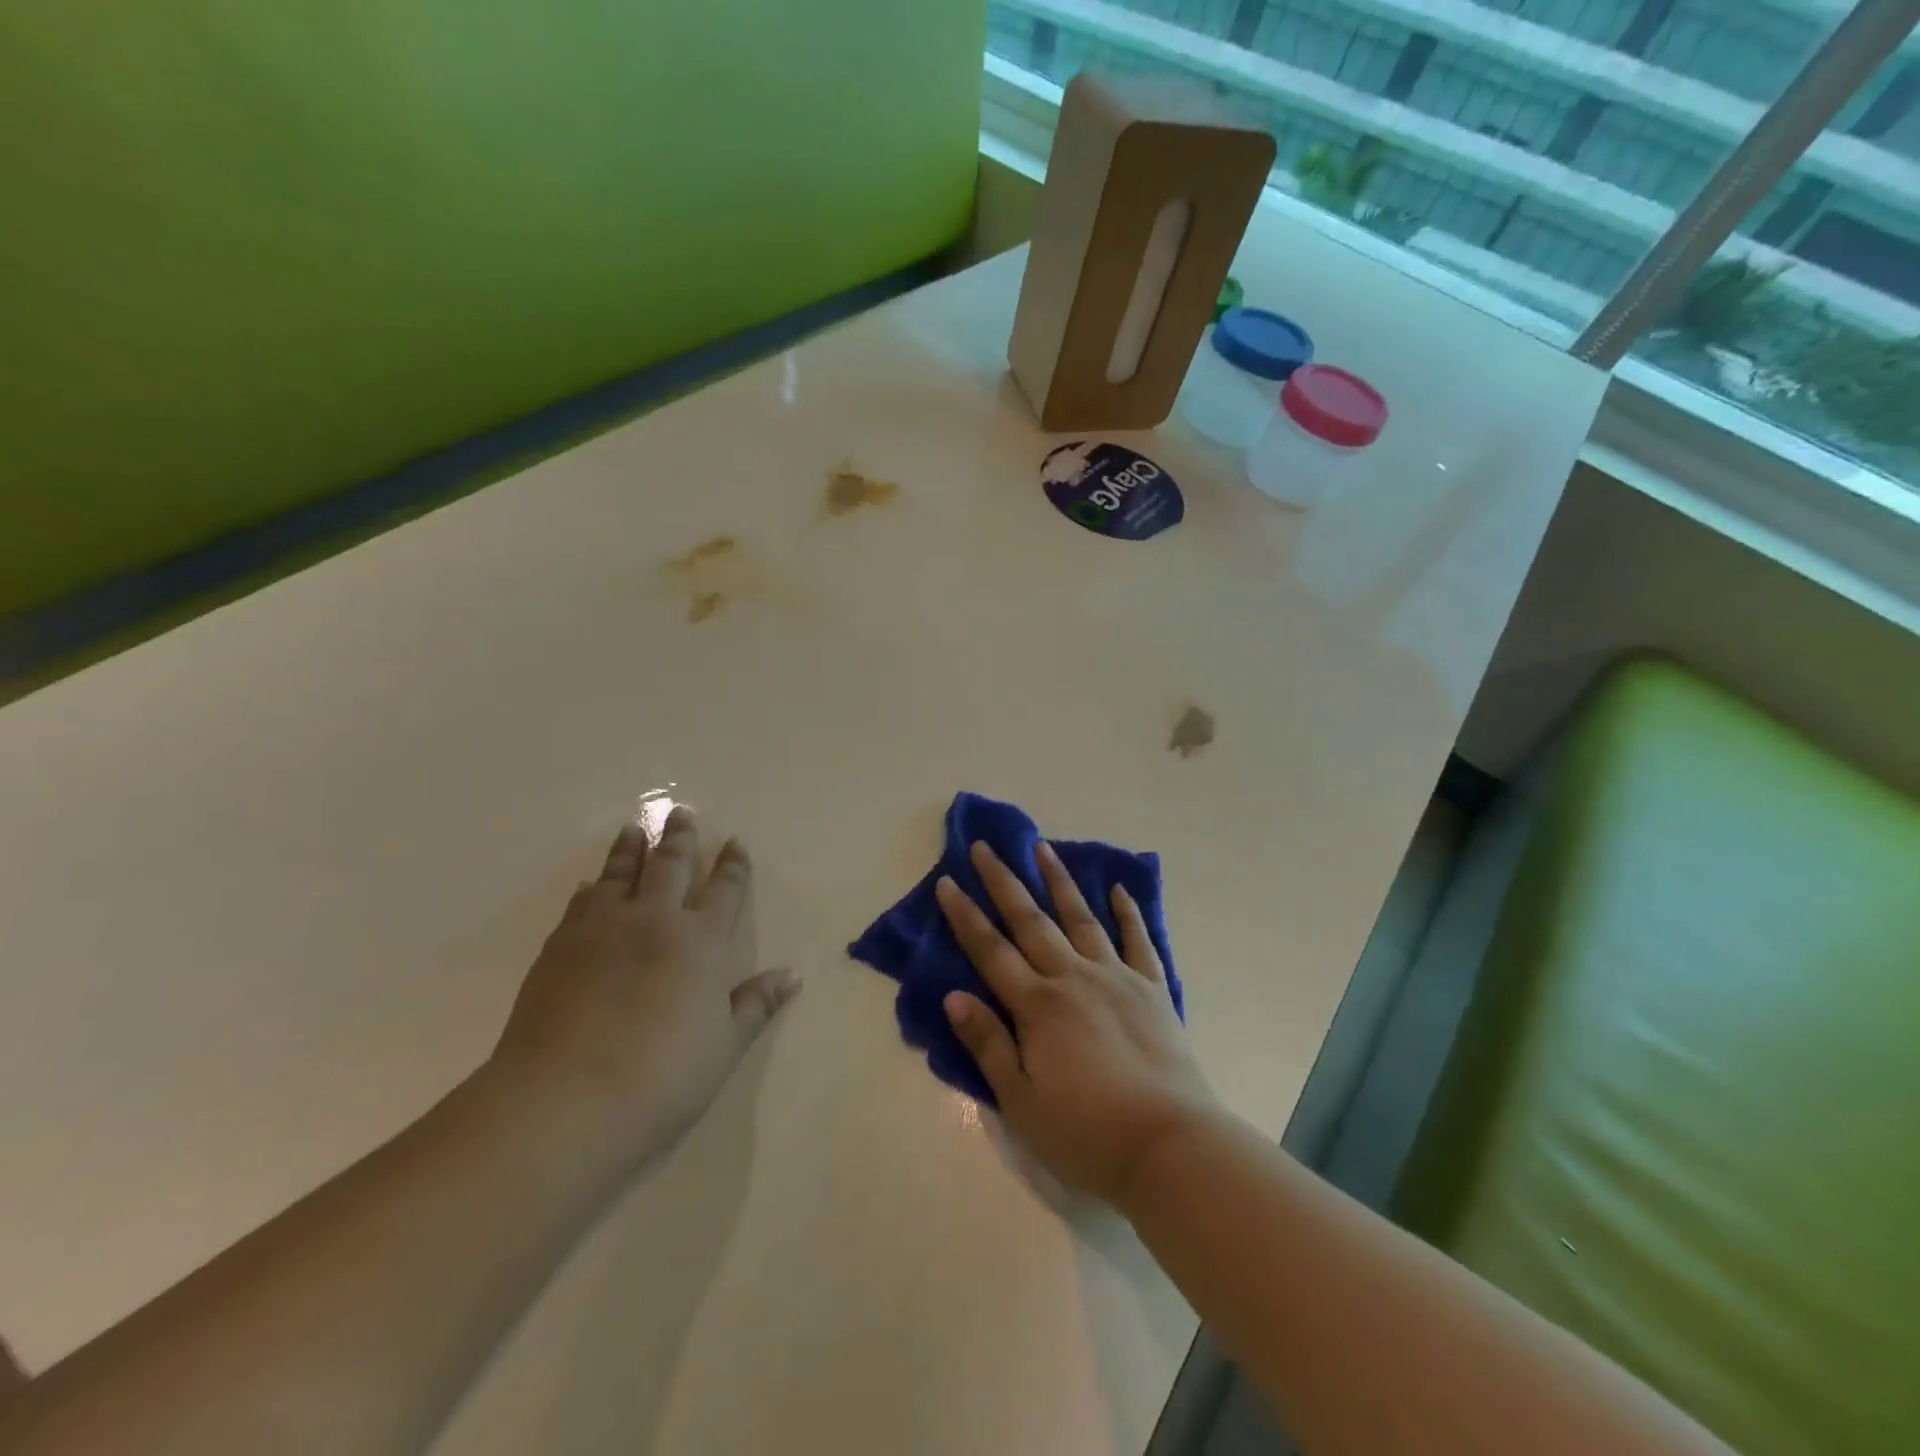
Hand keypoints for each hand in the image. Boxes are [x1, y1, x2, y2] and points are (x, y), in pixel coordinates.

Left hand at [491, 807, 798, 1168]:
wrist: (567, 1098)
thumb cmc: (662, 1076)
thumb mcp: (724, 1045)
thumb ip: (755, 1005)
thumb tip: (791, 976)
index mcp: (702, 942)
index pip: (724, 891)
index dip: (732, 865)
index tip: (734, 842)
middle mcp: (656, 921)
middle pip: (671, 865)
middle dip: (679, 838)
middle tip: (680, 813)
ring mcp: (603, 929)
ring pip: (620, 873)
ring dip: (630, 849)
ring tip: (633, 830)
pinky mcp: (561, 946)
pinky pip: (581, 903)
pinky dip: (591, 888)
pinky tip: (589, 886)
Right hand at [936, 841, 1216, 1205]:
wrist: (1170, 1146)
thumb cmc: (1087, 1134)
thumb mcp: (1021, 1102)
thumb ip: (989, 1044)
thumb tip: (954, 996)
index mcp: (1037, 1006)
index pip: (991, 951)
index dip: (965, 916)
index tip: (948, 882)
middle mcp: (1073, 977)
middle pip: (1030, 921)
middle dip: (1003, 882)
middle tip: (984, 847)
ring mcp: (1116, 977)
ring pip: (1080, 917)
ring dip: (1058, 881)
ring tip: (1042, 848)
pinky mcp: (1151, 988)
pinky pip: (1137, 940)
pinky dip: (1128, 912)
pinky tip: (1118, 889)